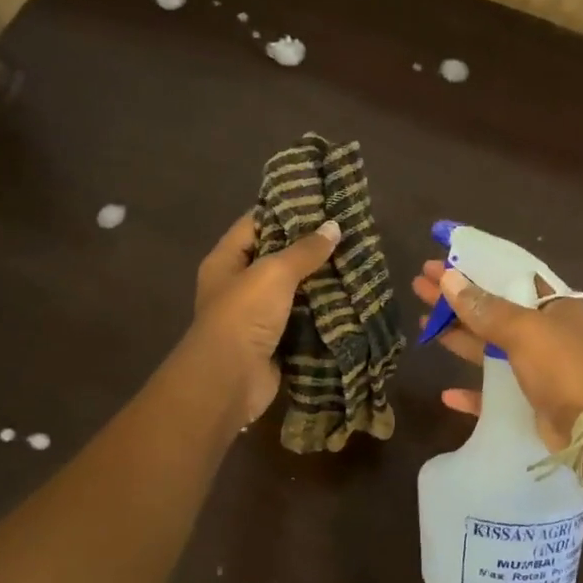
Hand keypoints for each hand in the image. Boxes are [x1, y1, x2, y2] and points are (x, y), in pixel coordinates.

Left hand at [189, 211, 341, 424]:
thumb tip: (333, 227)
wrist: (230, 380)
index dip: (284, 211)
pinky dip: (323, 313)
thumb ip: (304, 250)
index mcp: (226, 261)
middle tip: (346, 234)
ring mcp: (257, 317)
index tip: (320, 202)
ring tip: (356, 263)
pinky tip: (351, 300)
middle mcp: (238, 286)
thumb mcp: (273, 273)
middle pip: (276, 258)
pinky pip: (303, 320)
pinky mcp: (276, 342)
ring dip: (320, 282)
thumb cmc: (243, 315)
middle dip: (309, 249)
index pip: (255, 224)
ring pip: (293, 291)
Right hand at [412, 260, 582, 451]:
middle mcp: (544, 331)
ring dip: (457, 334)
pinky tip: (447, 394)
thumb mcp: (523, 330)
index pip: (507, 275)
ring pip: (488, 346)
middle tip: (419, 284)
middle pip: (491, 308)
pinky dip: (471, 392)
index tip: (441, 259)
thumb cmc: (562, 367)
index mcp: (551, 305)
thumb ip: (484, 308)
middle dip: (456, 297)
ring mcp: (536, 366)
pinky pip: (493, 391)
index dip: (473, 266)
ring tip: (422, 321)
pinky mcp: (528, 399)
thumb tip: (448, 279)